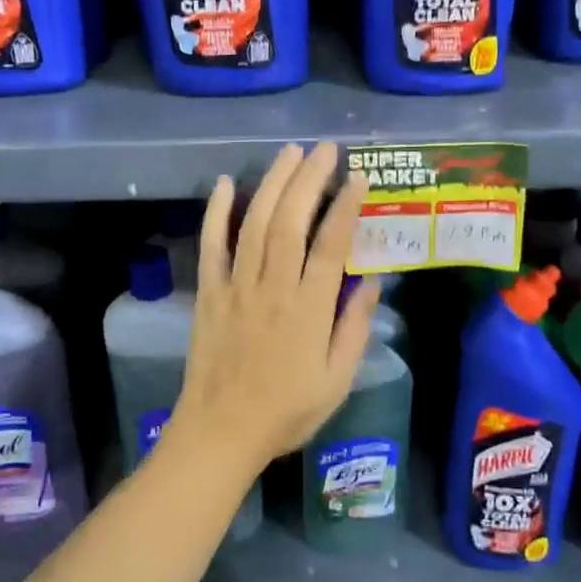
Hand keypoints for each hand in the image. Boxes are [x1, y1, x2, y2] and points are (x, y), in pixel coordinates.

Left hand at [167, 143, 380, 476]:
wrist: (221, 432)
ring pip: (255, 224)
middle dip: (309, 179)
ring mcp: (236, 287)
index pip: (331, 244)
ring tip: (289, 153)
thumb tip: (372, 280)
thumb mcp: (336, 380)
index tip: (357, 176)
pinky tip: (227, 184)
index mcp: (308, 309)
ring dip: (272, 183)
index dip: (345, 206)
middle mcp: (272, 287)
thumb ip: (354, 327)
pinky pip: (211, 246)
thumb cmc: (286, 411)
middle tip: (325, 149)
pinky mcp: (208, 293)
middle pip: (290, 221)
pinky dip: (217, 213)